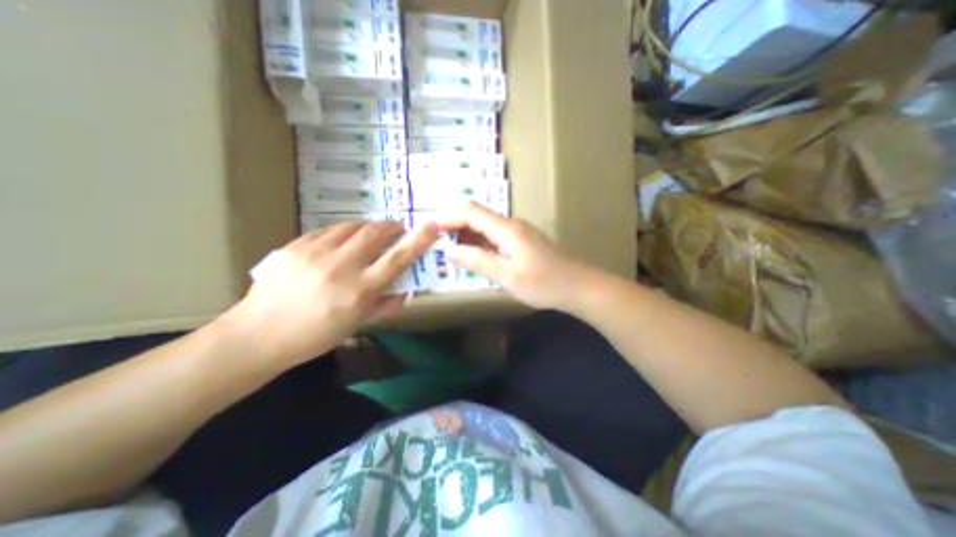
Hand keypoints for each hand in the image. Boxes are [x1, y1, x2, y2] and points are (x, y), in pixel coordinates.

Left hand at [222, 220, 436, 368]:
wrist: (258, 335)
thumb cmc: (316, 335)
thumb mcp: (358, 325)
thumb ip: (386, 305)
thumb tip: (405, 290)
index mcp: (360, 290)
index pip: (398, 258)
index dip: (418, 240)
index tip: (432, 226)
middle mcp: (341, 267)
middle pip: (375, 233)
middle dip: (391, 227)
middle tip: (395, 231)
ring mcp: (315, 253)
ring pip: (352, 227)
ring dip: (367, 228)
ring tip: (367, 238)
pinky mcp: (294, 246)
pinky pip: (328, 230)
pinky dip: (342, 233)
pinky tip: (339, 244)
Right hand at [443, 202, 594, 310]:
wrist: (578, 286)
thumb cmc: (544, 284)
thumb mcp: (507, 276)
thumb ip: (477, 261)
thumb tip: (449, 250)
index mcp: (506, 229)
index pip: (470, 212)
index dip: (448, 217)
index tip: (431, 230)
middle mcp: (511, 224)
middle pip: (477, 216)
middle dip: (455, 227)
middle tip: (437, 244)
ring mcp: (518, 232)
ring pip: (485, 227)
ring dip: (466, 237)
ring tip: (451, 253)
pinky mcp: (522, 241)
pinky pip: (494, 237)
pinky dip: (480, 244)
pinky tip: (474, 258)